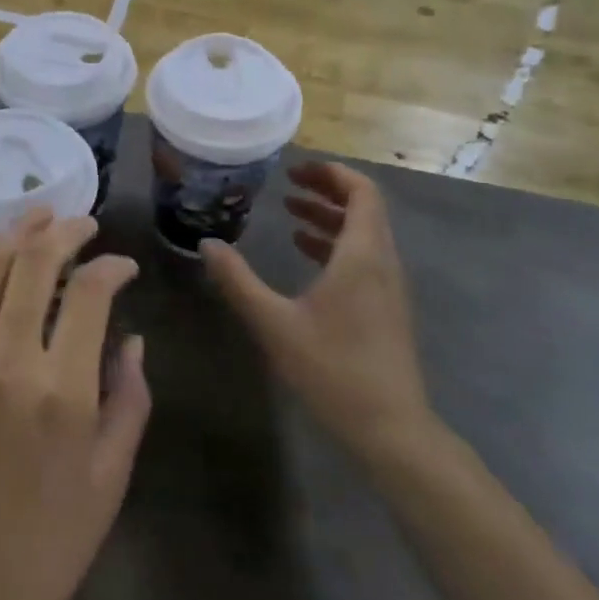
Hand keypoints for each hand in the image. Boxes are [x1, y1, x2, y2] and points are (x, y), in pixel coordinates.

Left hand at [0, 211, 150, 599]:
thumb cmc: (46, 547)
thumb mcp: (110, 479)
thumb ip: (129, 399)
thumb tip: (132, 337)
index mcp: (62, 392)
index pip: (88, 294)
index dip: (111, 267)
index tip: (124, 266)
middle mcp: (7, 363)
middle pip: (32, 264)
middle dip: (63, 231)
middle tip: (82, 221)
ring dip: (14, 233)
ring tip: (38, 214)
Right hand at [201, 163, 434, 462]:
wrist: (391, 429)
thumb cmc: (332, 369)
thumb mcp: (273, 323)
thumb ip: (238, 280)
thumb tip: (207, 244)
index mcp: (362, 256)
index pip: (361, 192)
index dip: (331, 173)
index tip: (294, 170)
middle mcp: (383, 263)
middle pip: (364, 208)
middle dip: (327, 190)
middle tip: (287, 185)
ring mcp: (389, 287)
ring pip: (365, 234)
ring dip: (330, 217)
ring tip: (290, 212)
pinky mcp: (386, 308)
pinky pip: (364, 257)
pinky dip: (336, 244)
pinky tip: (305, 253)